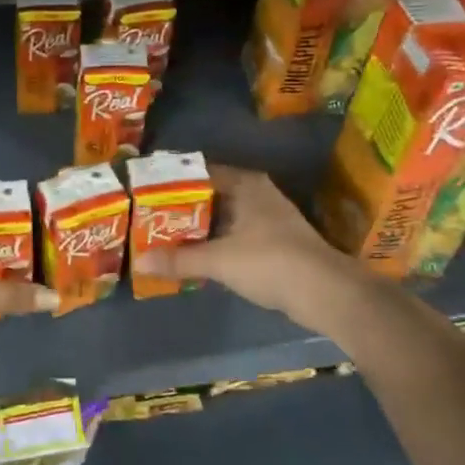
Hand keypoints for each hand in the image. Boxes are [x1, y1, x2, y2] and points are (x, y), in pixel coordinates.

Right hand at [134, 166, 363, 329]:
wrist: (324, 291)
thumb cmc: (269, 262)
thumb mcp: (218, 260)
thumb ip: (179, 259)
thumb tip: (139, 262)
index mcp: (245, 184)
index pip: (200, 173)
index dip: (173, 183)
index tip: (147, 193)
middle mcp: (258, 193)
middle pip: (211, 195)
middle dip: (183, 208)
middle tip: (149, 218)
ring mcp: (269, 217)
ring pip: (224, 216)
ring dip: (200, 228)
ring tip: (165, 237)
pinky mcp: (275, 241)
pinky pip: (236, 234)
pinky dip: (216, 242)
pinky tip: (196, 256)